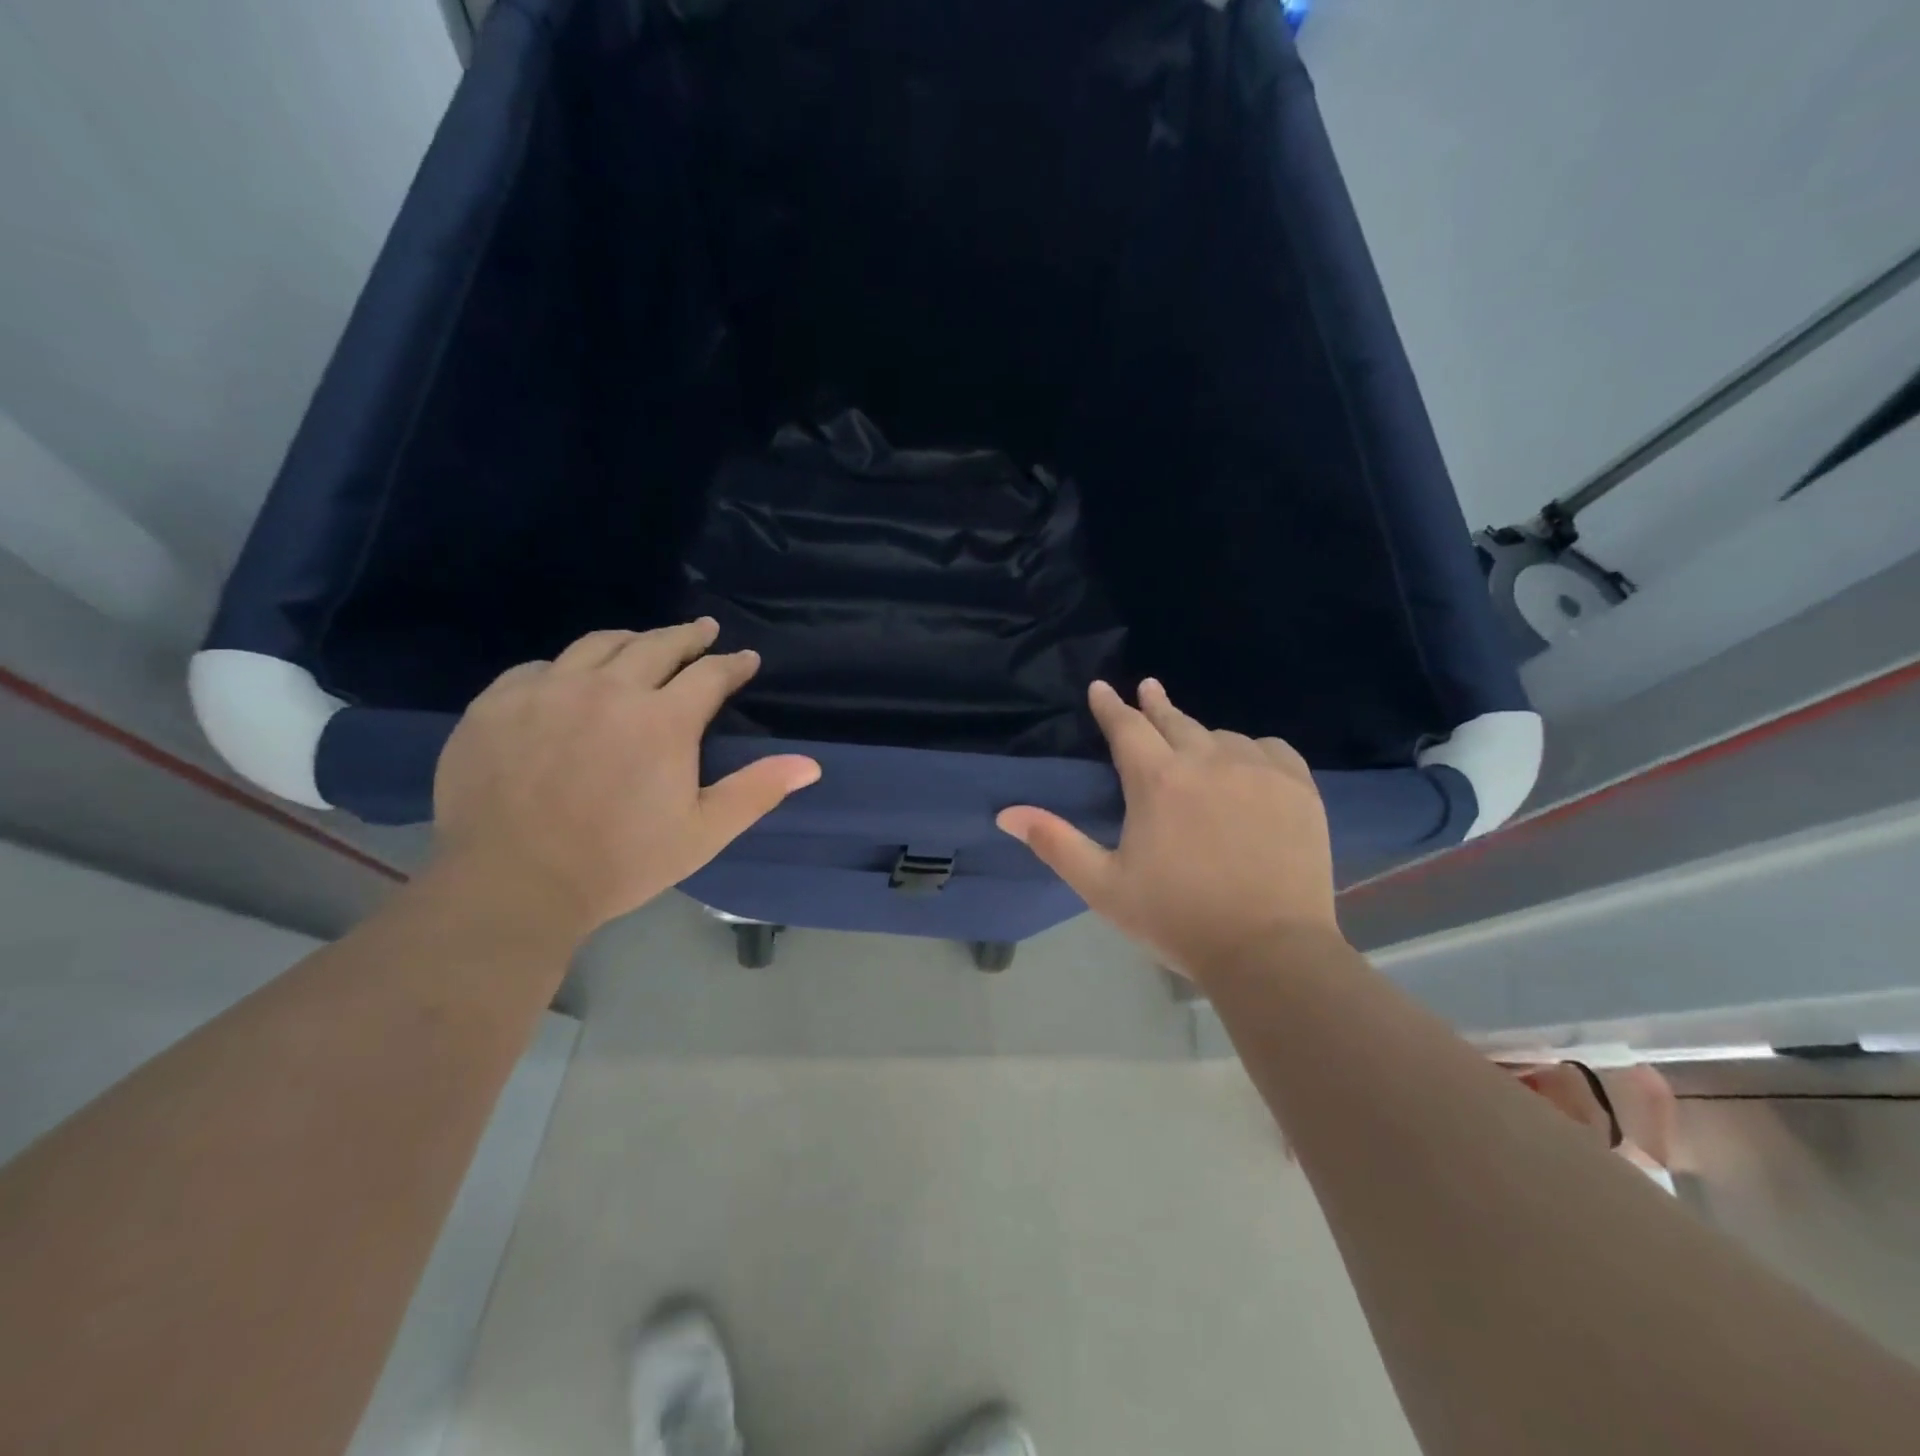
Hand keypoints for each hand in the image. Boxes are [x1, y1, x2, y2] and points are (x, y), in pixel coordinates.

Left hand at [431, 619, 819, 939]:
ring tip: (643, 643)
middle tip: (703, 631)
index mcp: (663, 720)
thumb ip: (756, 791)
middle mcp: (608, 689)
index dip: (733, 664)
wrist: (510, 886)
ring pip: (597, 645)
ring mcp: (547, 691)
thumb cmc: (618, 863)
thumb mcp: (702, 833)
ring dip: (631, 640)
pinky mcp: (497, 703)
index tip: (746, 659)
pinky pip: (540, 667)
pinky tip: (571, 679)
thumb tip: (810, 765)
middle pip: (656, 644)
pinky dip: (568, 666)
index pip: (710, 673)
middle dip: (688, 636)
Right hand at [997, 679, 1337, 980]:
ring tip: (1194, 744)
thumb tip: (1006, 813)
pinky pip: (1269, 749)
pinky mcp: (1298, 788)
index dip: (1110, 706)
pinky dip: (1251, 749)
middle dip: (1155, 704)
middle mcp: (1207, 761)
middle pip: (1175, 720)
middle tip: (1147, 688)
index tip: (1101, 687)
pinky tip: (1247, 761)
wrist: (1269, 951)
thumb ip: (1055, 843)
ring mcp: (1258, 771)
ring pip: (1222, 736)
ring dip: (1201, 735)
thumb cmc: (1177, 919)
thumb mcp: (1104, 886)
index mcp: (1157, 781)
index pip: (1126, 727)